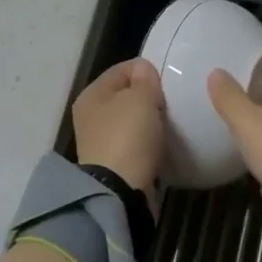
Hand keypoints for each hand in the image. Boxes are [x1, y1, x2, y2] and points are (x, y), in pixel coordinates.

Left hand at [72, 58, 165, 194]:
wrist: (120, 192)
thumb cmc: (128, 137)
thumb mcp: (141, 98)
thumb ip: (145, 79)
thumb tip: (143, 70)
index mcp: (92, 94)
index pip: (122, 69)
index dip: (146, 71)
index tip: (166, 83)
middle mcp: (91, 115)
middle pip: (126, 95)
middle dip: (149, 97)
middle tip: (170, 104)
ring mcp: (101, 141)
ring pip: (132, 120)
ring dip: (150, 121)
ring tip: (169, 124)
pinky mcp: (114, 163)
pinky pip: (136, 143)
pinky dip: (149, 142)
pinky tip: (163, 144)